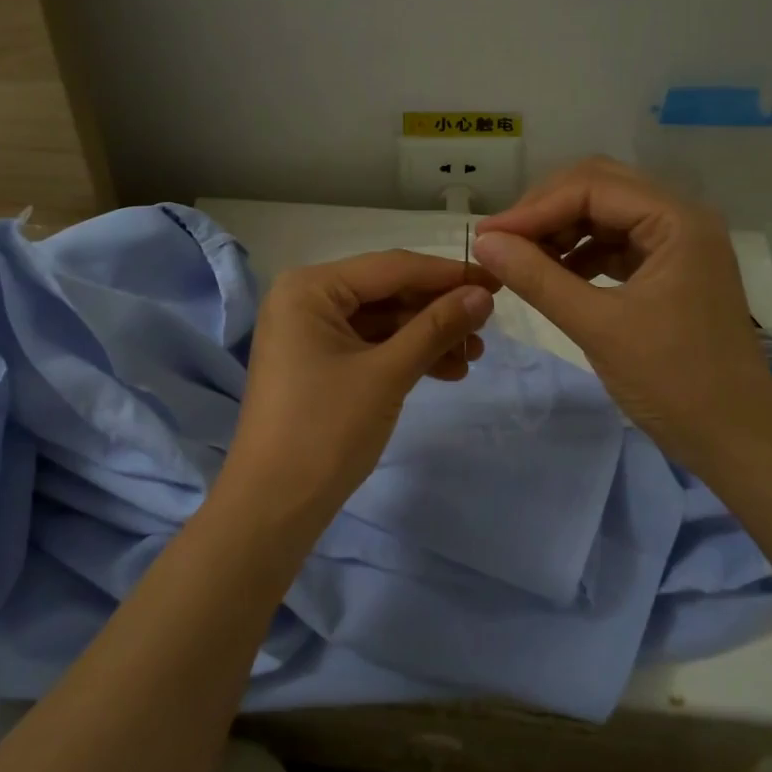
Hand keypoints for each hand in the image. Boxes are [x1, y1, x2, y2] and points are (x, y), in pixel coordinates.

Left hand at [220, 251, 497, 522]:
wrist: (274, 505)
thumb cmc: (326, 430)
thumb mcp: (387, 374)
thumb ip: (436, 327)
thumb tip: (483, 296)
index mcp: (310, 288)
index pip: (392, 267)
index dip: (448, 274)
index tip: (497, 281)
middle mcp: (305, 299)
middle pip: (387, 292)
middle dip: (438, 311)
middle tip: (487, 327)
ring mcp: (309, 333)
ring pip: (382, 321)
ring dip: (427, 336)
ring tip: (472, 357)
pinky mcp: (317, 363)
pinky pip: (370, 346)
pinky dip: (406, 356)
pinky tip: (447, 370)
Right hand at [474, 157, 771, 475]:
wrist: (735, 440)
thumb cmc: (673, 381)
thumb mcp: (597, 326)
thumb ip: (538, 278)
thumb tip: (484, 243)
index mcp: (677, 220)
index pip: (591, 187)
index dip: (534, 208)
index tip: (487, 237)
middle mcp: (681, 219)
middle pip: (600, 189)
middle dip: (545, 212)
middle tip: (501, 243)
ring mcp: (678, 246)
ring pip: (606, 216)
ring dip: (560, 232)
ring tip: (520, 261)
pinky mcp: (671, 273)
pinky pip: (616, 246)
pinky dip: (580, 256)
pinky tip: (553, 277)